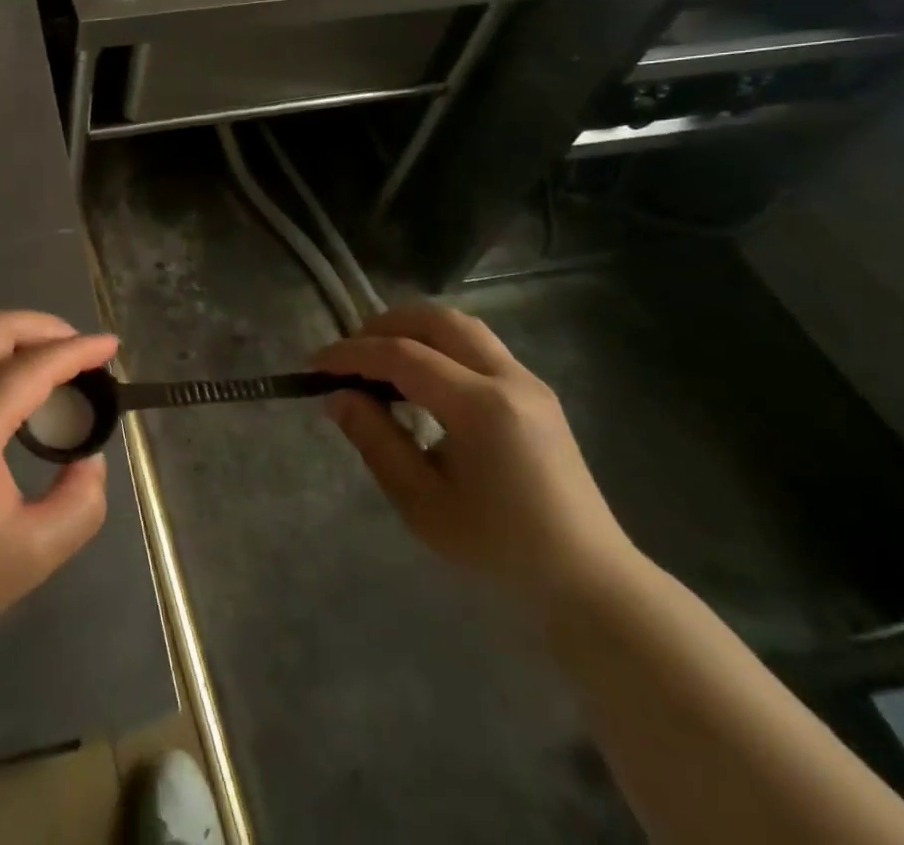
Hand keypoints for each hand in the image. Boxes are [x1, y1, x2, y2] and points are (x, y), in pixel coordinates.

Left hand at [0, 311, 114, 677]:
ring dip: (15, 336)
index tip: (111, 347)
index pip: (34, 364)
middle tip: (80, 352)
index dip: (79, 350)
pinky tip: (8, 389)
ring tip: (50, 365)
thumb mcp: (31, 556)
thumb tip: (89, 461)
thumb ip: (80, 504)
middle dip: (45, 327)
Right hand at [316, 305, 638, 612]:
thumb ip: (376, 441)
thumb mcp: (423, 504)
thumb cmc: (500, 551)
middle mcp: (509, 378)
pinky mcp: (535, 392)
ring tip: (379, 359)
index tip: (314, 364)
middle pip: (436, 320)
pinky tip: (419, 378)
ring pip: (460, 325)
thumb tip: (338, 397)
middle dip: (383, 326)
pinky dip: (438, 344)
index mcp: (482, 407)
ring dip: (413, 329)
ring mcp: (528, 381)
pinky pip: (477, 345)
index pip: (403, 356)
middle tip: (349, 356)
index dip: (352, 354)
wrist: (589, 583)